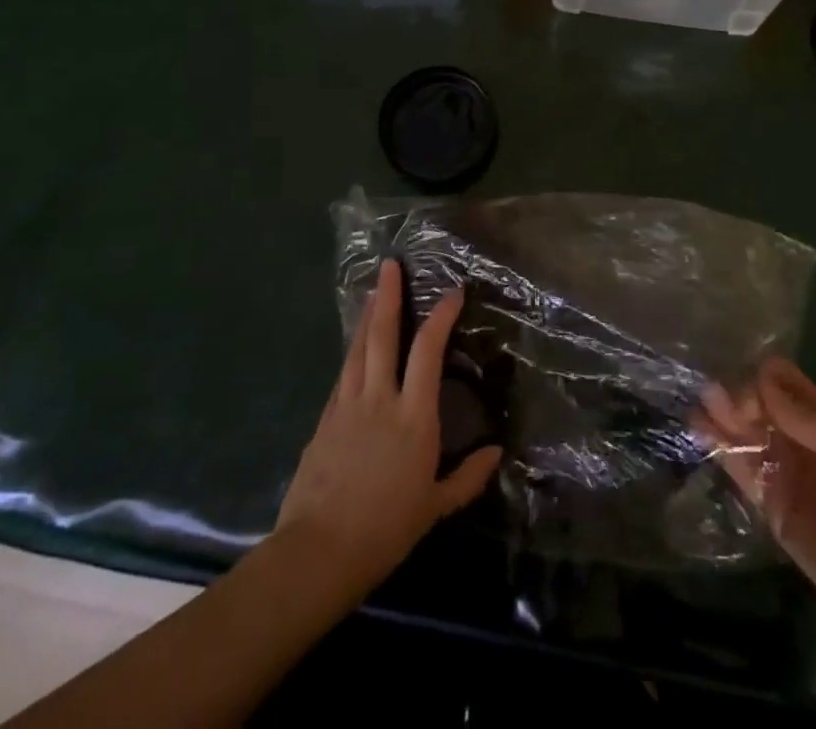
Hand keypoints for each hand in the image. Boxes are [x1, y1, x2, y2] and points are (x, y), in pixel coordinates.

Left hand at [276, 259, 501, 602]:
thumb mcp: (434, 508)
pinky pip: (343, 374)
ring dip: (368, 315)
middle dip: (389, 296)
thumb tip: (496, 451)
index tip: (452, 292)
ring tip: (374, 291)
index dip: (441, 317)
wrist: (319, 551)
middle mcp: (380, 399)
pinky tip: (356, 346)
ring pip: (358, 348)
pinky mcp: (325, 418)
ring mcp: (347, 405)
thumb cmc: (385, 529)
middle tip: (390, 265)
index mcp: (413, 417)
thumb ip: (467, 478)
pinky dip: (353, 351)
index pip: (428, 352)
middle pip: (384, 335)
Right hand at [700, 357, 815, 649]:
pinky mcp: (769, 504)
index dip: (761, 380)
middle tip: (711, 396)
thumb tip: (762, 378)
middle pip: (757, 405)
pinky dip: (720, 450)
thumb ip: (807, 418)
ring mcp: (782, 470)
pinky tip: (699, 433)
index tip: (749, 393)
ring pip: (743, 433)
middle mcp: (798, 437)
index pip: (782, 383)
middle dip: (734, 396)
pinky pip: (740, 469)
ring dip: (721, 418)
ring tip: (697, 408)